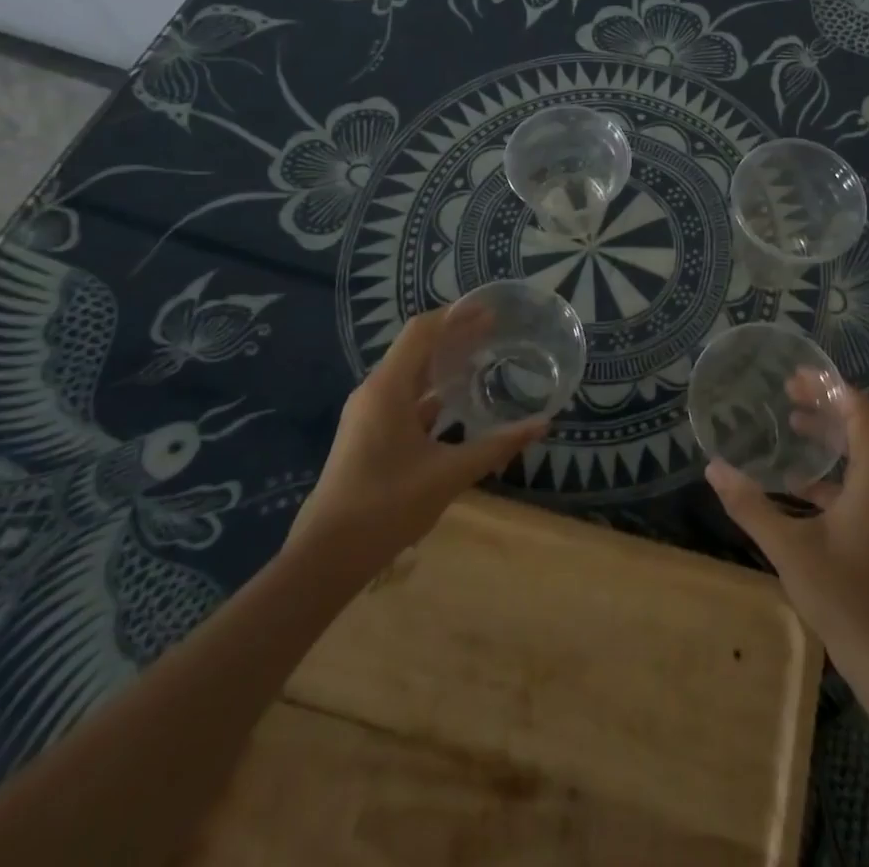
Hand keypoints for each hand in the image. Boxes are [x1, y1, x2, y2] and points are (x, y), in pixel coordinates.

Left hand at [287, 308, 545, 563]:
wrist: (326, 556)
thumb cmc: (387, 505)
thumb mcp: (449, 474)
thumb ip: (497, 445)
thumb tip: (542, 424)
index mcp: (388, 388)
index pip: (422, 331)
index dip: (456, 315)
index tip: (491, 311)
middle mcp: (374, 391)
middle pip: (416, 348)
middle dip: (454, 336)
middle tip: (495, 331)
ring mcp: (368, 414)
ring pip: (410, 375)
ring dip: (443, 364)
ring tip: (481, 359)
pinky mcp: (368, 435)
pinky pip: (404, 399)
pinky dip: (431, 393)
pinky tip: (457, 403)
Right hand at [706, 377, 868, 668]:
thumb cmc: (842, 595)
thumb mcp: (789, 547)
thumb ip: (751, 505)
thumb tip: (713, 468)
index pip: (859, 413)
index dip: (831, 387)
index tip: (797, 375)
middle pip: (856, 427)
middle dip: (823, 403)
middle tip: (785, 390)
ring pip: (853, 453)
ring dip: (823, 433)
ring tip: (788, 419)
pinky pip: (848, 480)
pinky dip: (822, 469)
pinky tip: (790, 478)